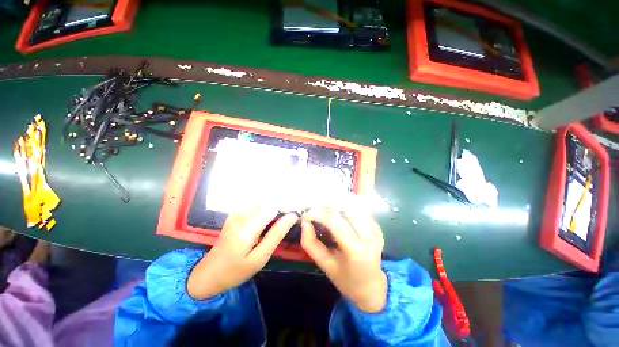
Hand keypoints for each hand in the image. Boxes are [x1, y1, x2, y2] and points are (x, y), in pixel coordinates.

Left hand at [187, 208, 297, 299]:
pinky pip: (256, 205)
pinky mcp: (235, 214)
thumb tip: (292, 217)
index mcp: (247, 227)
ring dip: (275, 208)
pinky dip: (266, 209)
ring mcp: (237, 213)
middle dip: (282, 207)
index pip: (274, 207)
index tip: (296, 216)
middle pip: (269, 202)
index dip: (287, 208)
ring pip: (264, 202)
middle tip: (290, 220)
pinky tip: (268, 220)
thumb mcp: (260, 257)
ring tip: (280, 221)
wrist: (208, 274)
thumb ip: (276, 235)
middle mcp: (241, 215)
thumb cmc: (236, 270)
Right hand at [301, 208, 386, 312]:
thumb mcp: (324, 264)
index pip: (335, 221)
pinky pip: (360, 207)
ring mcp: (376, 228)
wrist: (371, 286)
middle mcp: (370, 236)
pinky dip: (346, 204)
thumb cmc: (345, 278)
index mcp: (357, 251)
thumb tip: (304, 222)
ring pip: (355, 204)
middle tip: (316, 209)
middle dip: (328, 204)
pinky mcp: (377, 224)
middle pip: (347, 207)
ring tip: (325, 208)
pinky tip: (338, 209)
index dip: (318, 213)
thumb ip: (310, 243)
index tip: (306, 214)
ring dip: (337, 202)